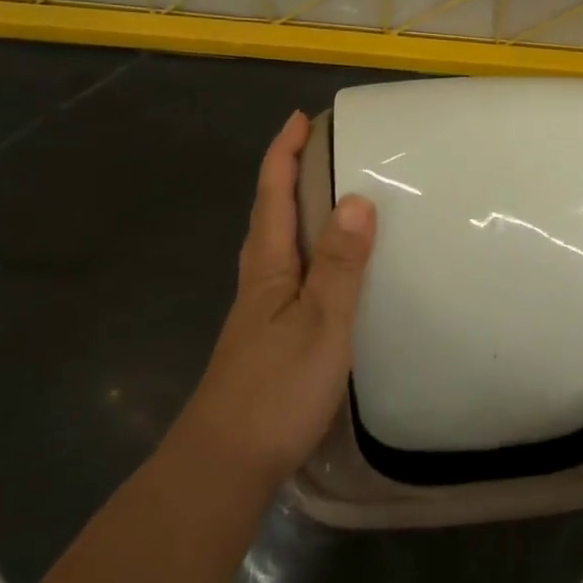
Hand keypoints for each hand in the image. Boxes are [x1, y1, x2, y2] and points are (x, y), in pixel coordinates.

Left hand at [177, 111, 376, 491]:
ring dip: (294, 211)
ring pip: (276, 245)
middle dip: (287, 174)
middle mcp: (258, 281)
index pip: (272, 195)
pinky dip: (306, 251)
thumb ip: (340, 264)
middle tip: (320, 149)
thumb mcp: (320, 323)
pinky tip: (326, 270)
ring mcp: (259, 311)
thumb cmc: (275, 390)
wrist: (225, 463)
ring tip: (328, 197)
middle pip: (269, 214)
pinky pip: (289, 275)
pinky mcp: (267, 337)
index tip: (300, 119)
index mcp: (267, 266)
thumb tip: (356, 199)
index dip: (283, 154)